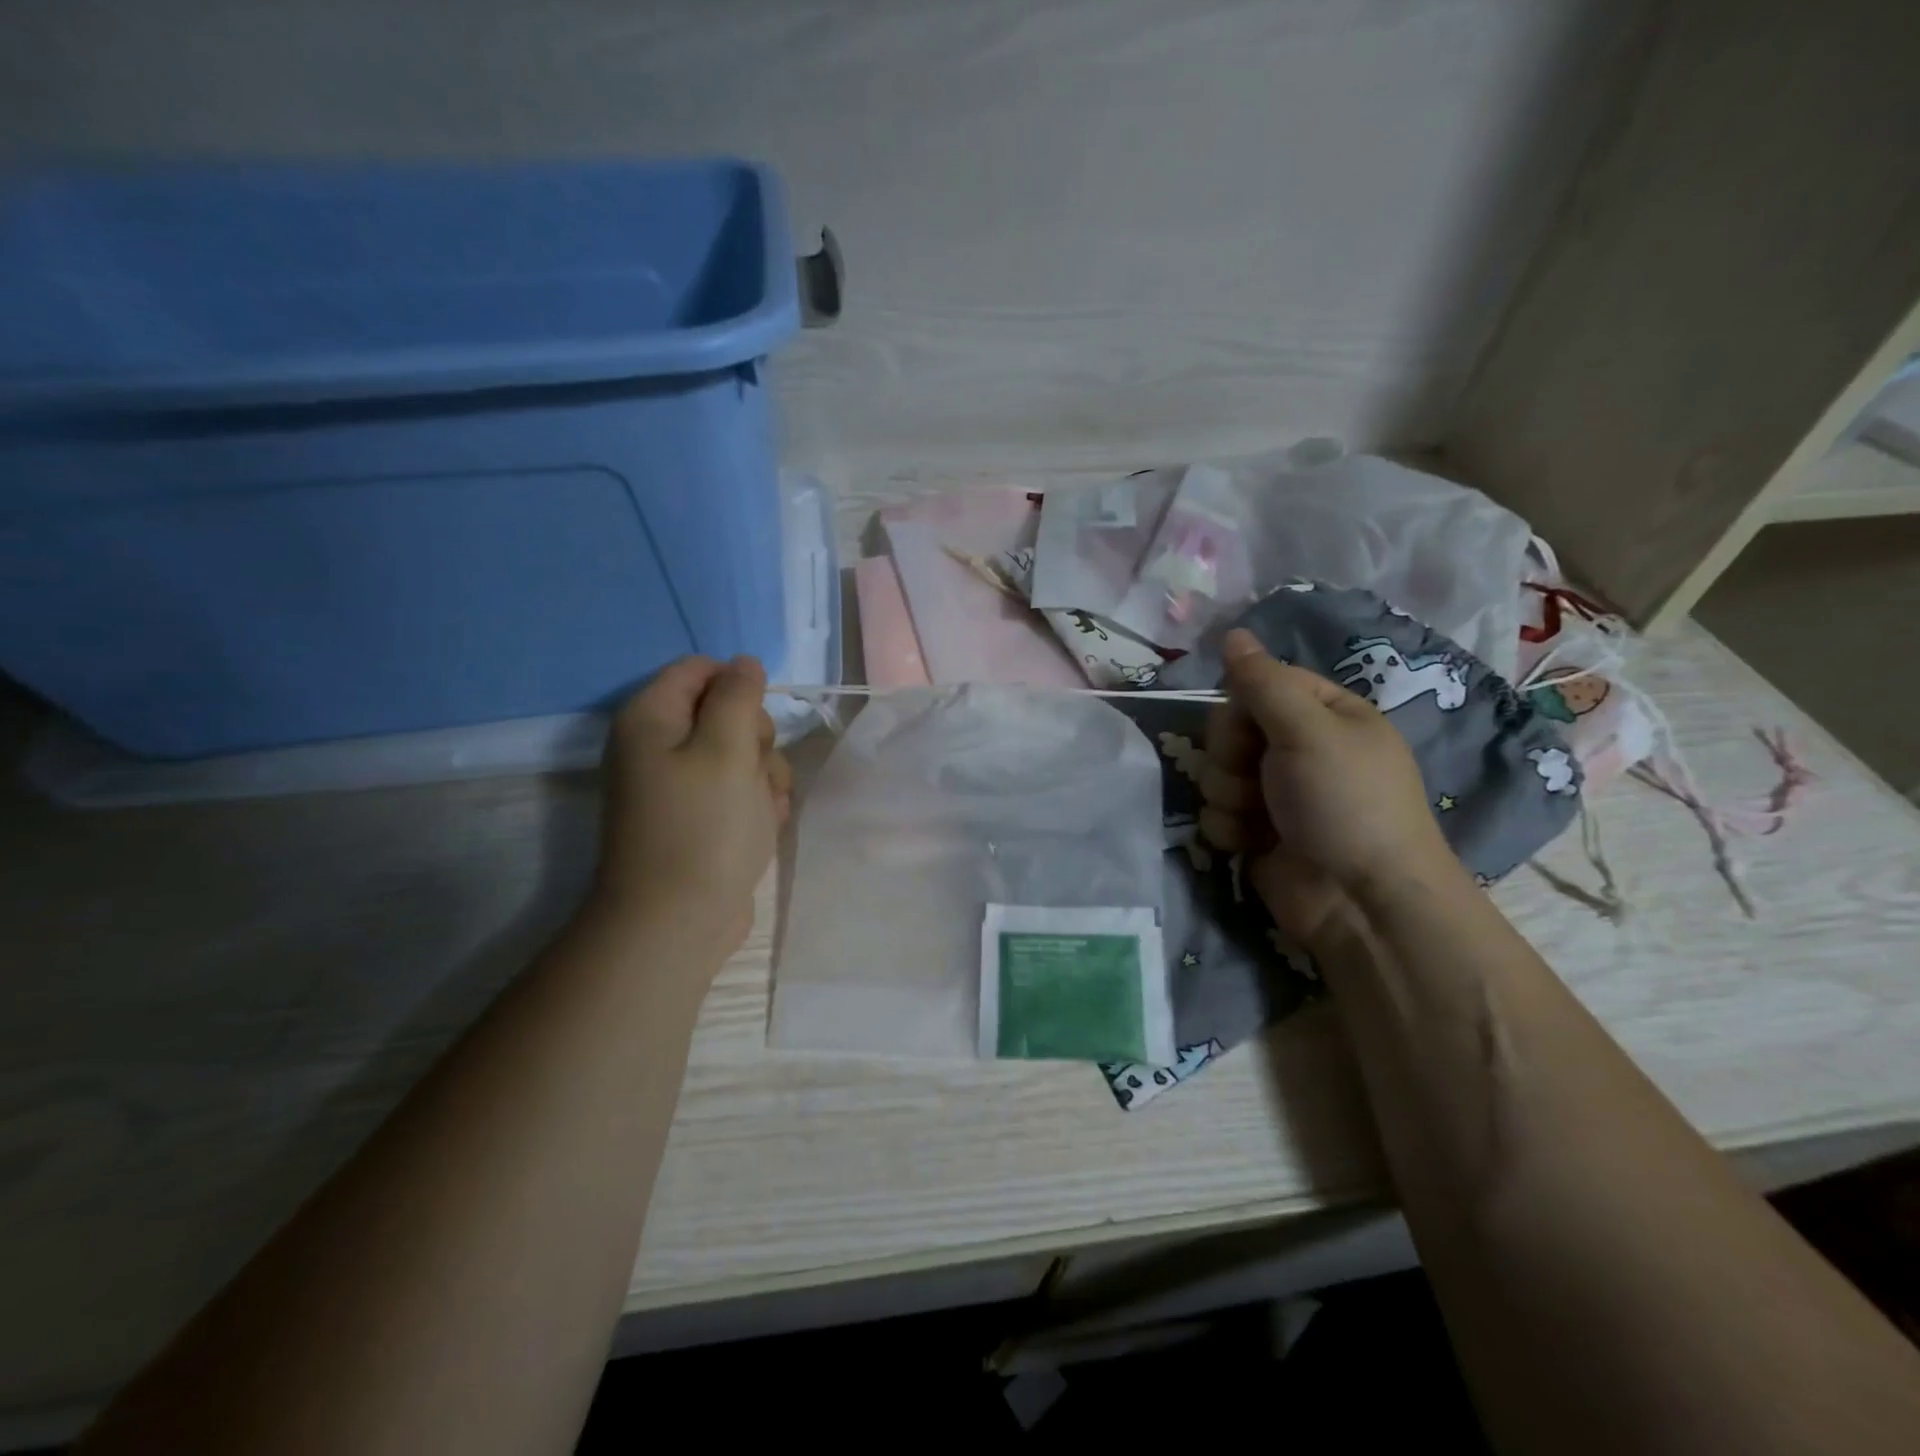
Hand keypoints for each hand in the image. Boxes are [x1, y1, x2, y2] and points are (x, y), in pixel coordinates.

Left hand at [593, 656, 792, 957]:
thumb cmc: (703, 829)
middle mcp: (658, 745)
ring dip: (764, 776)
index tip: (755, 724)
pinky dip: (755, 804)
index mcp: (651, 718)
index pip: (700, 669)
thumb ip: (738, 696)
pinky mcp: (698, 817)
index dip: (738, 687)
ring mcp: (678, 784)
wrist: (677, 922)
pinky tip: (762, 827)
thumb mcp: (727, 750)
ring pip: (741, 754)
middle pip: (725, 711)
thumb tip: (744, 664)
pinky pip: (737, 790)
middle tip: (755, 771)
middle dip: (756, 739)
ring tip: (763, 811)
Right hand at [1198, 628, 1451, 945]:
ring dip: (1228, 796)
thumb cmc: (1345, 803)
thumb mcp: (1307, 731)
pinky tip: (1251, 844)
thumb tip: (1232, 632)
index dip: (1243, 706)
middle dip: (1231, 756)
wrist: (1358, 901)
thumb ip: (1262, 682)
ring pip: (1216, 773)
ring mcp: (1275, 794)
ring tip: (1258, 818)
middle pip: (1230, 730)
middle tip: (1256, 777)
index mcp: (1326, 715)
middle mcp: (1299, 750)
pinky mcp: (1255, 833)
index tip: (1249, 729)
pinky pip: (1215, 814)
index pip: (1261, 686)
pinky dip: (1228, 829)